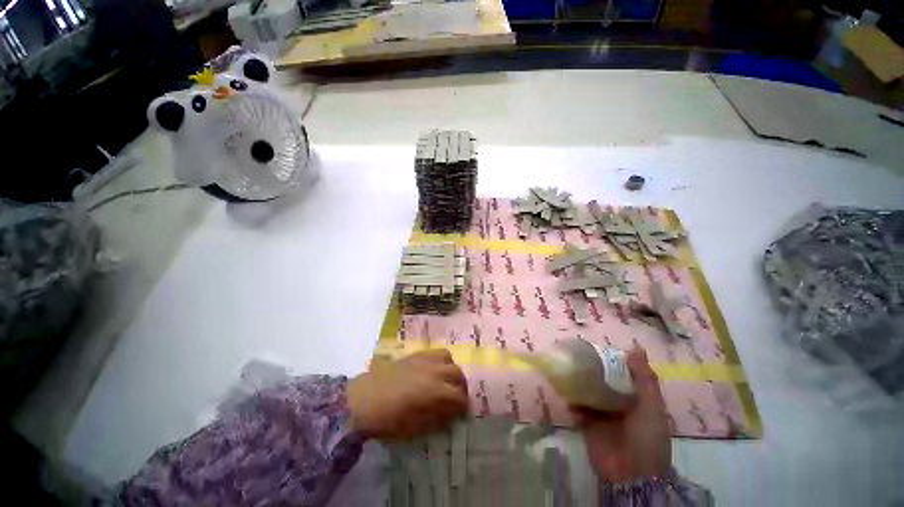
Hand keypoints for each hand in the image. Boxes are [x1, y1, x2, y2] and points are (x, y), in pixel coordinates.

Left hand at [348, 349, 468, 439]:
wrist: (364, 399)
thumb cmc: (389, 419)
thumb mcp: (416, 427)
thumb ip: (437, 418)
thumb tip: (450, 413)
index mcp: (436, 391)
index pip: (460, 396)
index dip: (462, 406)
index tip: (459, 413)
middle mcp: (435, 371)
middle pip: (458, 374)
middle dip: (461, 387)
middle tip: (456, 398)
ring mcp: (425, 360)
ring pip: (449, 358)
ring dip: (451, 370)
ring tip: (446, 380)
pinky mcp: (415, 354)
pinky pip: (435, 352)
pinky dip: (440, 360)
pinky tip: (432, 369)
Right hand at [572, 347, 670, 483]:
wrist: (632, 474)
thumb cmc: (647, 437)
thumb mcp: (652, 406)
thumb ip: (644, 379)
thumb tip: (635, 347)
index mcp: (633, 397)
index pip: (619, 373)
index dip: (608, 360)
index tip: (594, 346)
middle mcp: (615, 402)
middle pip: (599, 380)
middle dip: (588, 369)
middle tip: (573, 353)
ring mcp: (599, 413)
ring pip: (585, 391)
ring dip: (576, 381)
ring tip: (563, 366)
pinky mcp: (586, 423)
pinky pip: (576, 406)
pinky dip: (570, 398)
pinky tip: (562, 387)